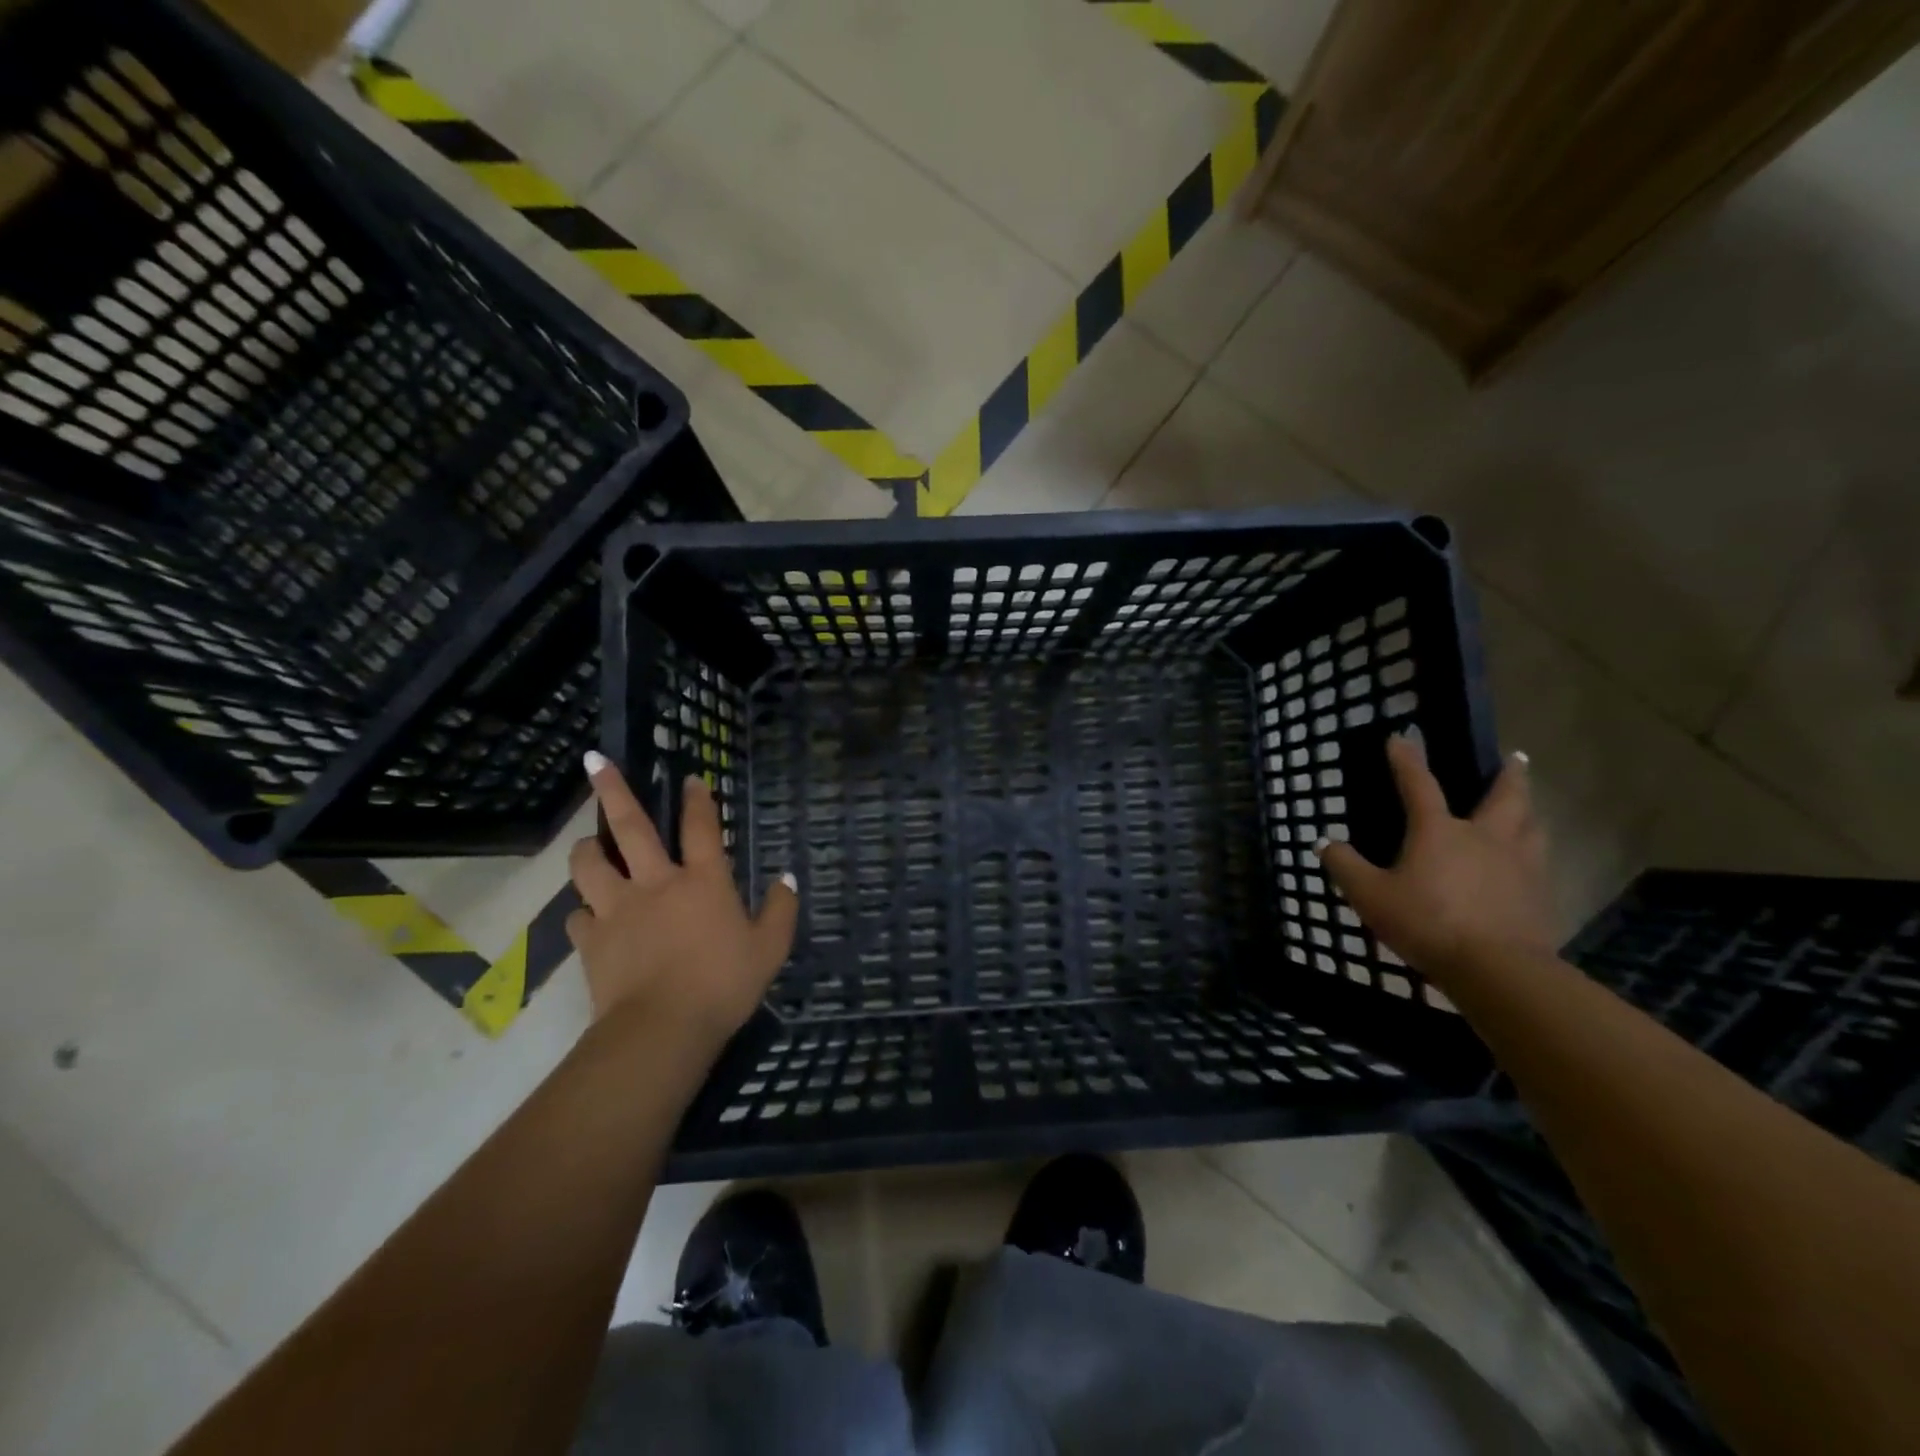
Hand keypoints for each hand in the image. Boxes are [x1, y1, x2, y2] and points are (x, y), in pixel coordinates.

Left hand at [567, 753, 797, 1049]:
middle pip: (629, 827)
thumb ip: (780, 910)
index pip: (701, 827)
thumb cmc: (724, 984)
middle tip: (595, 761)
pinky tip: (590, 920)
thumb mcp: (770, 949)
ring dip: (587, 850)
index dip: (697, 799)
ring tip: (589, 846)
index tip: (690, 777)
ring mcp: (618, 909)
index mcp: (703, 880)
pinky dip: (584, 914)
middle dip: (613, 790)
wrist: (662, 1030)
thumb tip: (787, 879)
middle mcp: (656, 883)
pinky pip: (578, 918)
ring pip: (589, 865)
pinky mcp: (591, 941)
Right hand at [1317, 734, 1555, 978]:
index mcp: (1439, 831)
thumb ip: (1345, 867)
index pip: (1419, 784)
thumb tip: (1325, 843)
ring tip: (1527, 807)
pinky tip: (1529, 863)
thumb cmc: (1427, 922)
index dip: (1406, 760)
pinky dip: (1534, 851)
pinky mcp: (1539, 894)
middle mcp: (1484, 837)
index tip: (1400, 738)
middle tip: (1516, 758)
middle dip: (1508, 775)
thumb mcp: (1370, 896)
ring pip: (1532, 826)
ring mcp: (1519, 864)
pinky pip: (1539, 862)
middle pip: (1504, 796)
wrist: (1496, 969)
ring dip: (1529, 810)